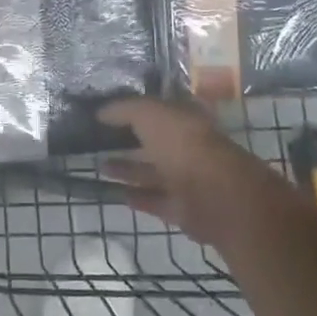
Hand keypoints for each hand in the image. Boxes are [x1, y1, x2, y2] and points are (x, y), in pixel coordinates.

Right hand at [99, 97, 299, 250]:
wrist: (216, 196)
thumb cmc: (183, 144)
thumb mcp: (149, 113)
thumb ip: (124, 109)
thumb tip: (101, 111)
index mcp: (186, 118)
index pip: (159, 108)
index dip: (136, 107)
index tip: (111, 110)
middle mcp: (188, 146)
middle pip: (155, 141)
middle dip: (129, 139)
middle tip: (99, 139)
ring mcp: (187, 179)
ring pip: (152, 171)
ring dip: (128, 169)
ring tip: (99, 166)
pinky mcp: (183, 208)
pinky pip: (155, 200)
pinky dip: (137, 197)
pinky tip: (115, 192)